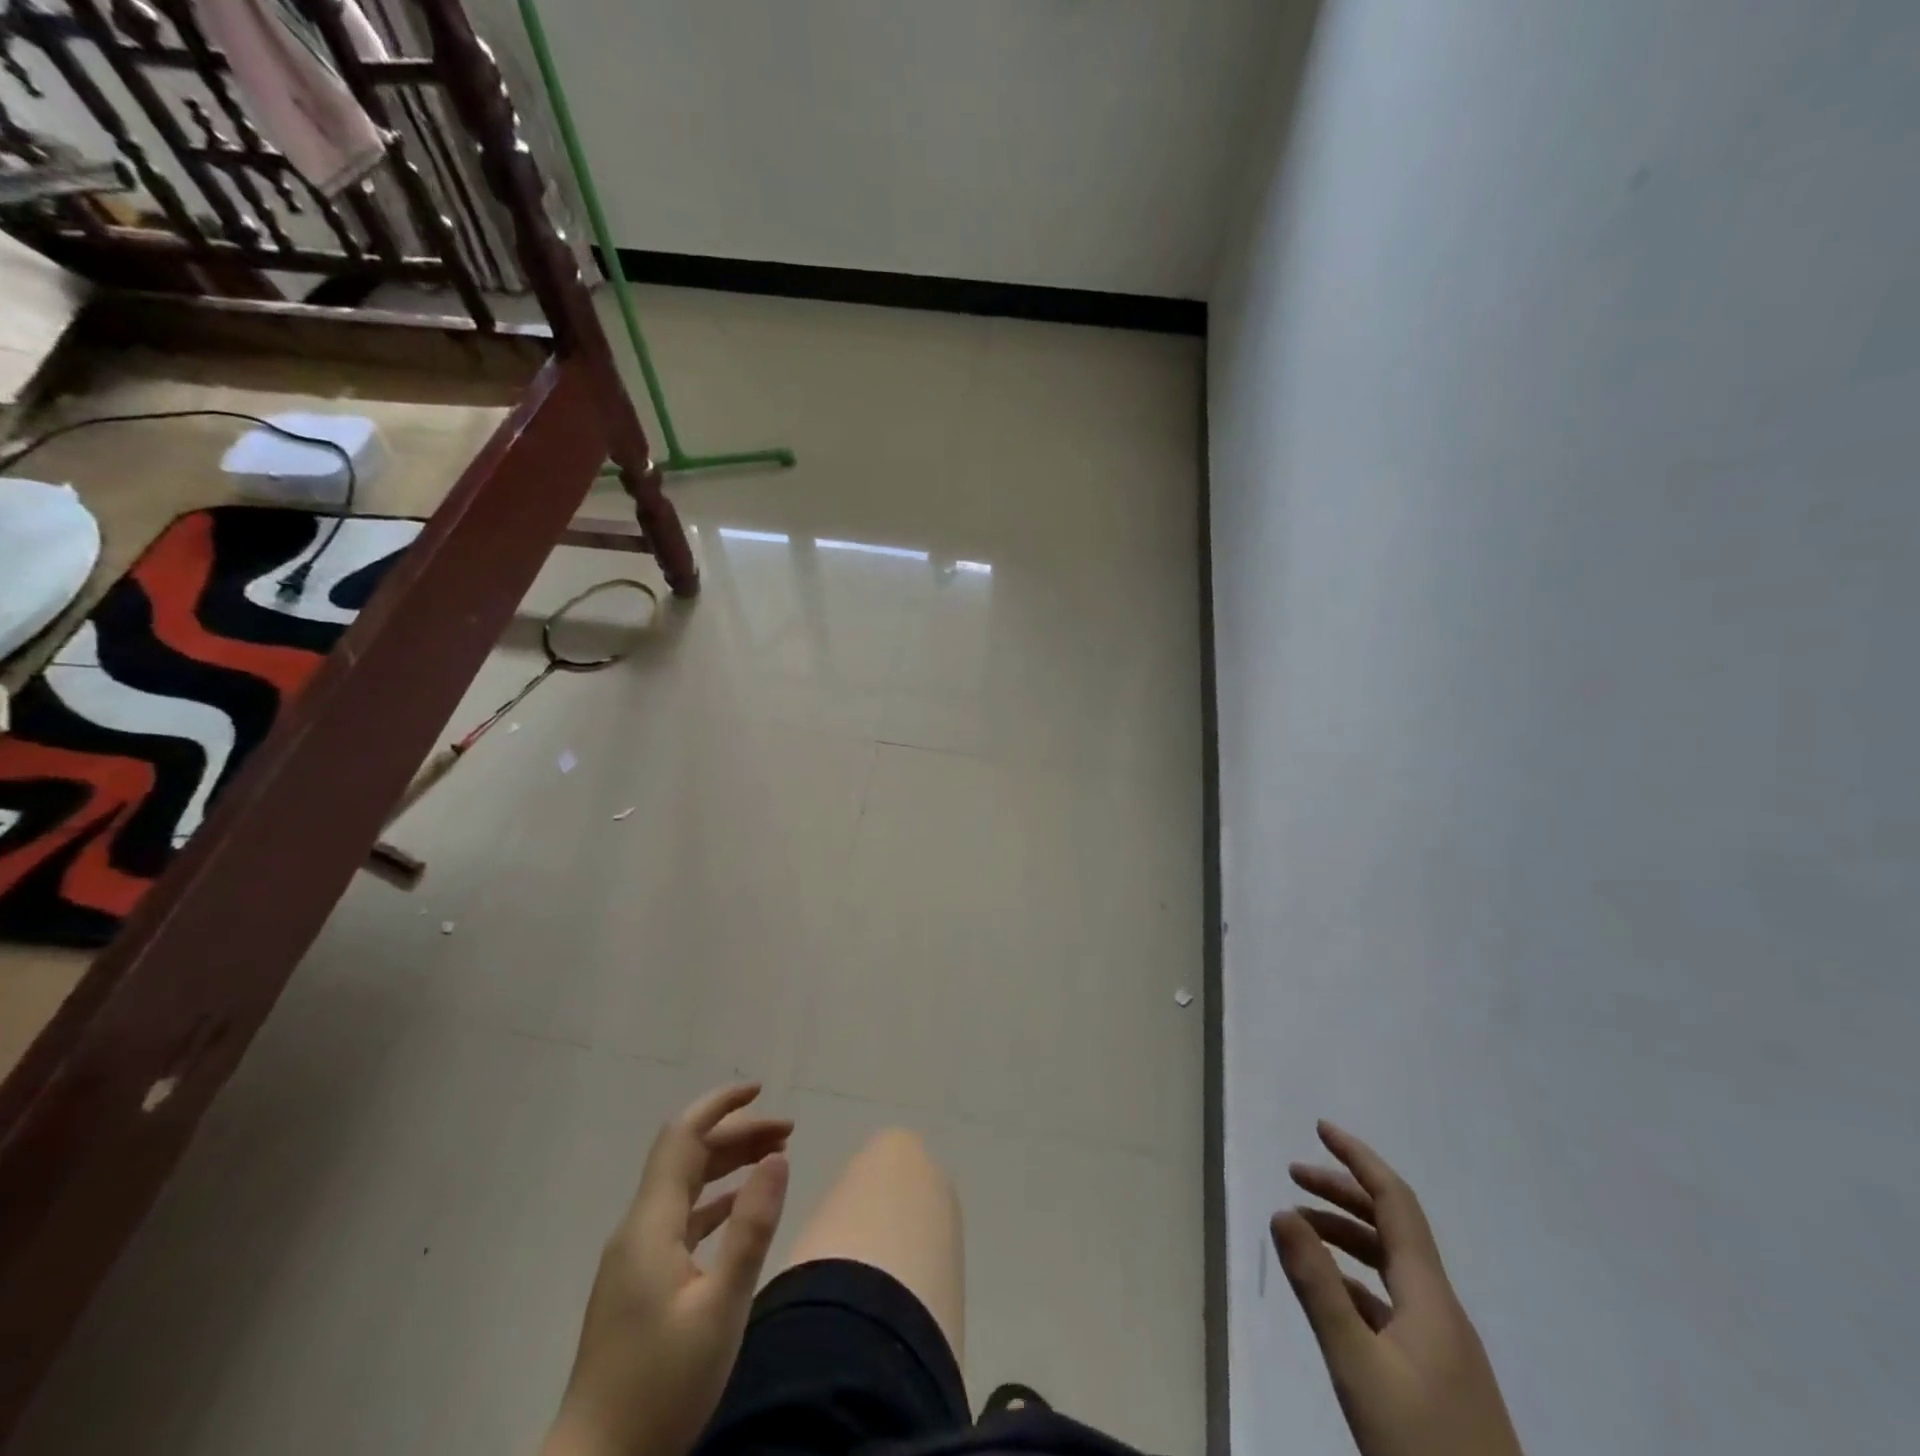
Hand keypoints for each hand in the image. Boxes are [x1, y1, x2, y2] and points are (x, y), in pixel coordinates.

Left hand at [543, 1083, 791, 1455]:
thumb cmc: (661, 1388)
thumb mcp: (721, 1308)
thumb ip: (750, 1228)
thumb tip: (777, 1158)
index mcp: (650, 1225)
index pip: (682, 1137)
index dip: (720, 1105)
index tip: (760, 1089)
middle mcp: (638, 1229)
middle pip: (687, 1157)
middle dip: (737, 1134)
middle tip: (789, 1133)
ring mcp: (635, 1257)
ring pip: (684, 1186)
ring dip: (728, 1164)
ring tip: (776, 1158)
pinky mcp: (639, 1283)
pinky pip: (681, 1218)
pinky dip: (715, 1200)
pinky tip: (740, 1207)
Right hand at [1270, 1122, 1522, 1455]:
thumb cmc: (1423, 1447)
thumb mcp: (1359, 1367)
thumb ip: (1319, 1288)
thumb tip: (1281, 1212)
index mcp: (1429, 1295)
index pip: (1395, 1202)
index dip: (1359, 1159)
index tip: (1320, 1128)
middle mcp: (1439, 1307)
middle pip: (1391, 1227)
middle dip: (1342, 1191)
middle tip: (1293, 1173)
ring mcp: (1442, 1343)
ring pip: (1390, 1264)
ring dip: (1345, 1234)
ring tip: (1300, 1227)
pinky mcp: (1437, 1374)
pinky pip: (1391, 1300)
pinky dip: (1354, 1278)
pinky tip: (1330, 1292)